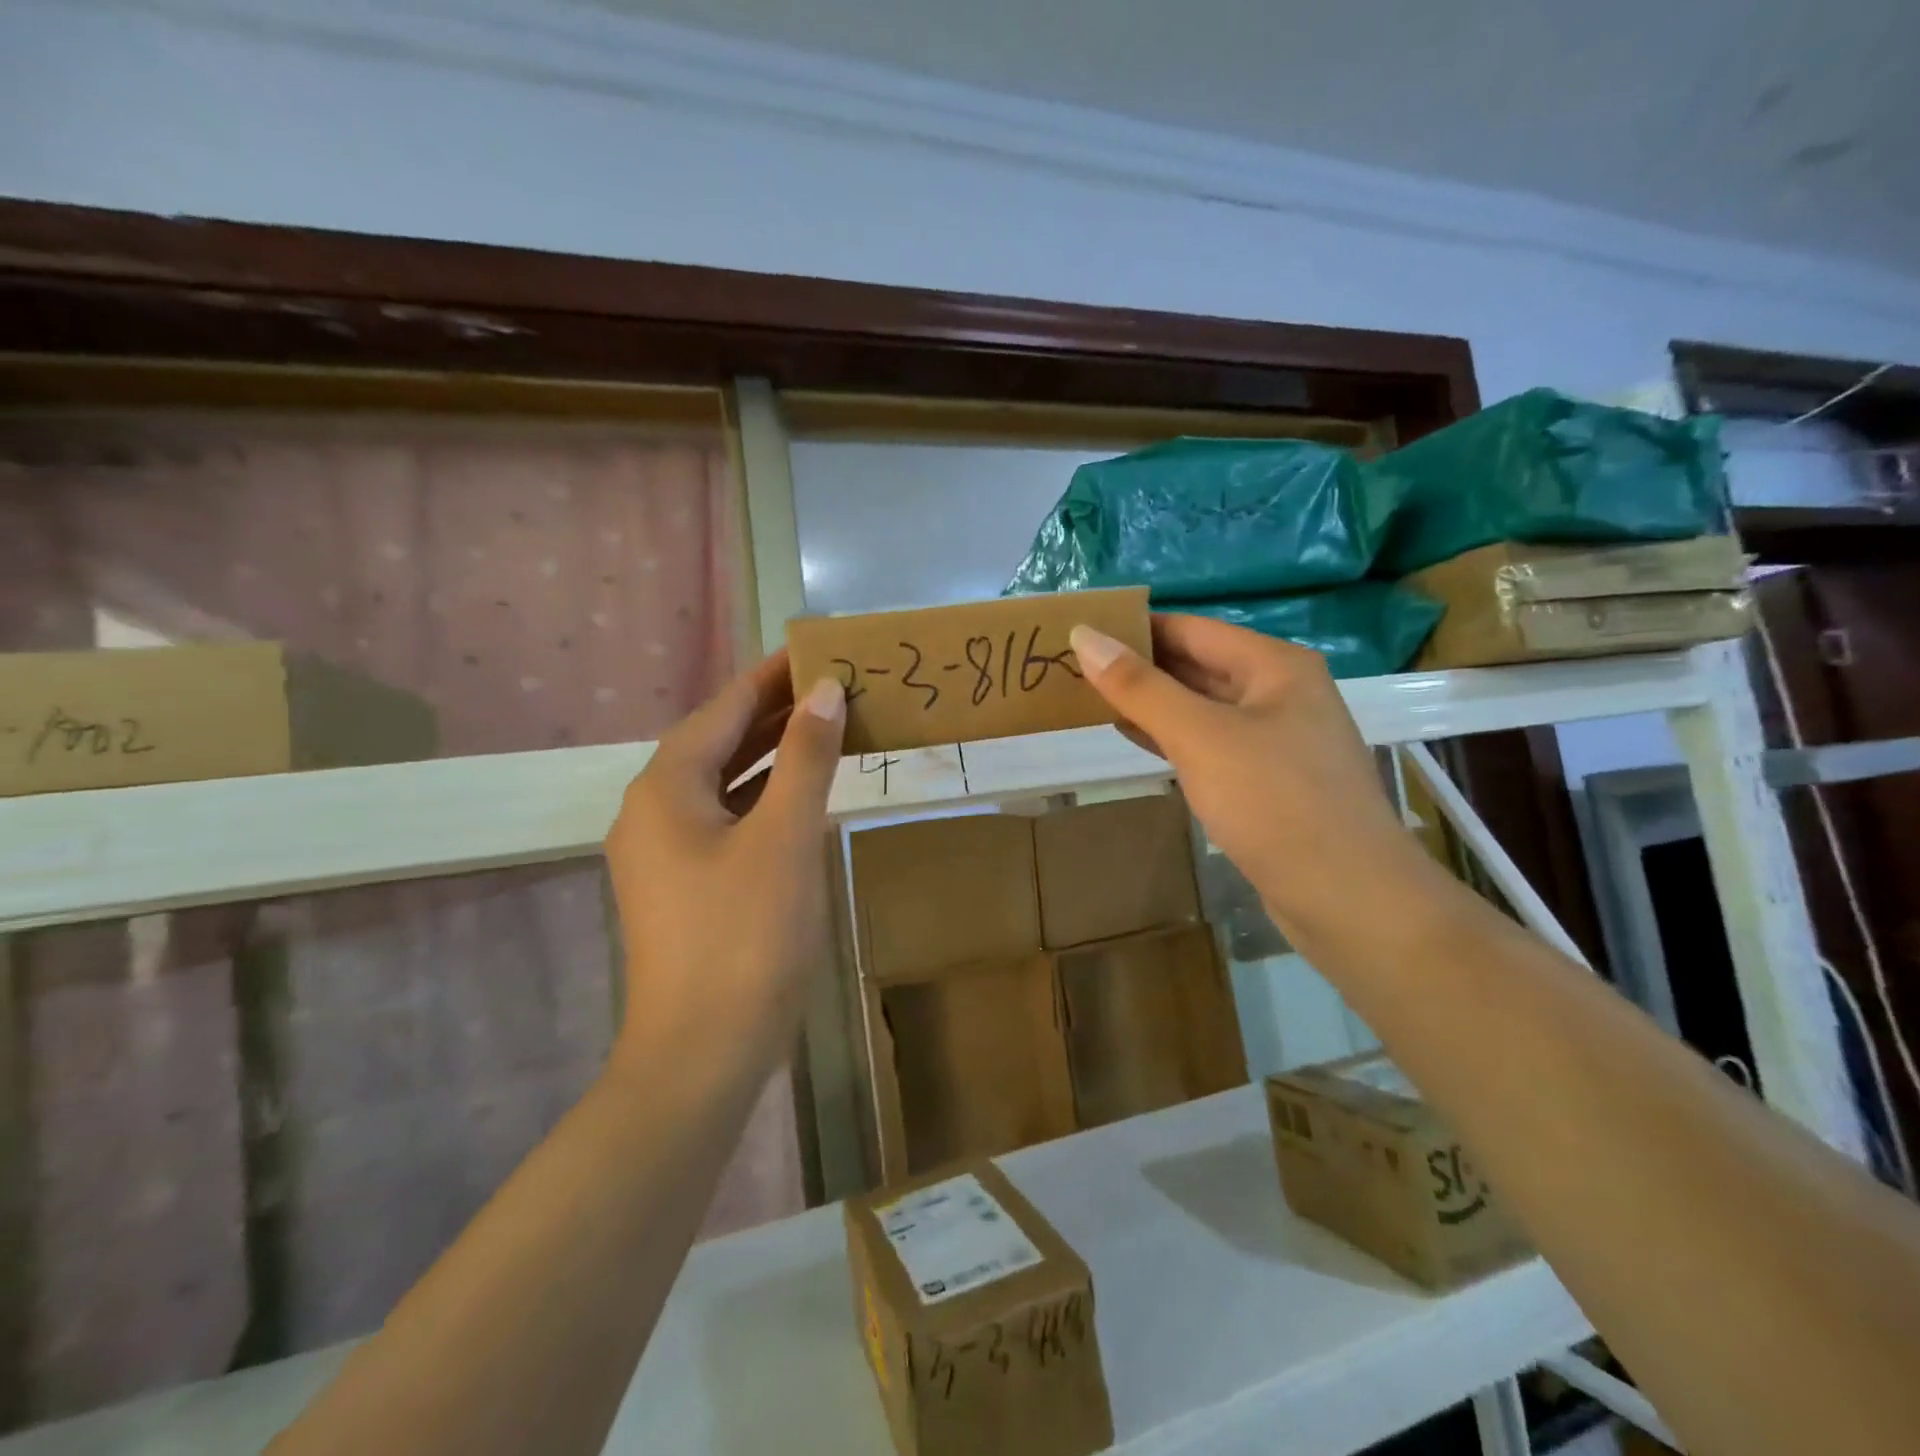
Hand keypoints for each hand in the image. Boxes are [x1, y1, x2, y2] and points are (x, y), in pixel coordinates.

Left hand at [603, 652, 846, 1073]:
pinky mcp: (683, 885)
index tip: (817, 649)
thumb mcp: (785, 836)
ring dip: (772, 754)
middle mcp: (653, 809)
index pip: (724, 708)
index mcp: (666, 787)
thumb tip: (825, 691)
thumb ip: (807, 757)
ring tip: (827, 726)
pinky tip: (801, 795)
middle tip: (834, 685)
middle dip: (776, 712)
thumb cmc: (747, 934)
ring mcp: (664, 851)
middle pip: (720, 741)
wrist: (703, 1052)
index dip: (772, 676)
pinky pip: (726, 818)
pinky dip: (764, 797)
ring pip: (724, 782)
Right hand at [1070, 614, 1440, 953]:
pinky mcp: (1267, 780)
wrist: (1347, 896)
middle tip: (1073, 668)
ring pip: (1201, 707)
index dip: (1135, 628)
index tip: (1080, 633)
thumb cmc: (1274, 802)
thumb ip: (1140, 687)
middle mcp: (1279, 693)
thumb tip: (1085, 635)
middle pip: (1197, 665)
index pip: (1190, 629)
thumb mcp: (1200, 737)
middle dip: (1139, 666)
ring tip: (1090, 698)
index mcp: (1274, 666)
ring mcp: (1276, 739)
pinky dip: (1171, 737)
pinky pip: (1210, 743)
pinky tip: (1134, 737)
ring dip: (1151, 703)